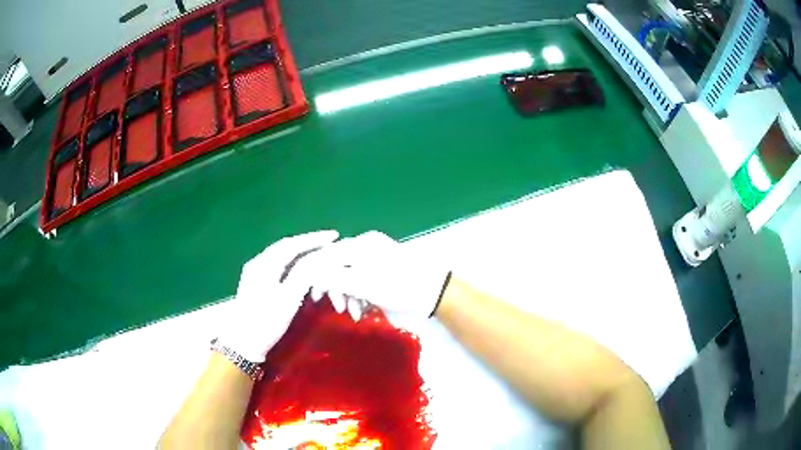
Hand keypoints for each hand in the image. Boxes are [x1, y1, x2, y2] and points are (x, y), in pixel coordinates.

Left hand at [219, 230, 338, 361]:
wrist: (242, 343)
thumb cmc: (265, 322)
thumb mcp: (287, 299)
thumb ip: (303, 275)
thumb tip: (319, 257)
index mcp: (264, 264)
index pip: (292, 244)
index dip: (314, 239)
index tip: (334, 236)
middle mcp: (258, 263)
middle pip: (286, 247)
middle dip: (308, 243)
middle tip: (329, 243)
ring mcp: (255, 273)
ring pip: (281, 256)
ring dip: (301, 253)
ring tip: (319, 254)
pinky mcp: (255, 283)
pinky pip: (278, 266)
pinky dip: (293, 264)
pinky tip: (301, 270)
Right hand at [306, 231, 450, 319]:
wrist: (434, 292)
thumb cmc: (397, 286)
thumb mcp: (362, 283)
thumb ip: (333, 277)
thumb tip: (309, 272)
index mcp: (360, 245)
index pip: (327, 256)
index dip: (317, 276)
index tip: (315, 297)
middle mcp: (366, 247)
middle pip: (338, 266)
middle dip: (336, 289)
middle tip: (339, 308)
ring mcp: (376, 258)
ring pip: (350, 275)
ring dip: (349, 295)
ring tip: (355, 313)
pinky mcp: (384, 270)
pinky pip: (363, 280)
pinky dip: (360, 294)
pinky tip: (364, 309)